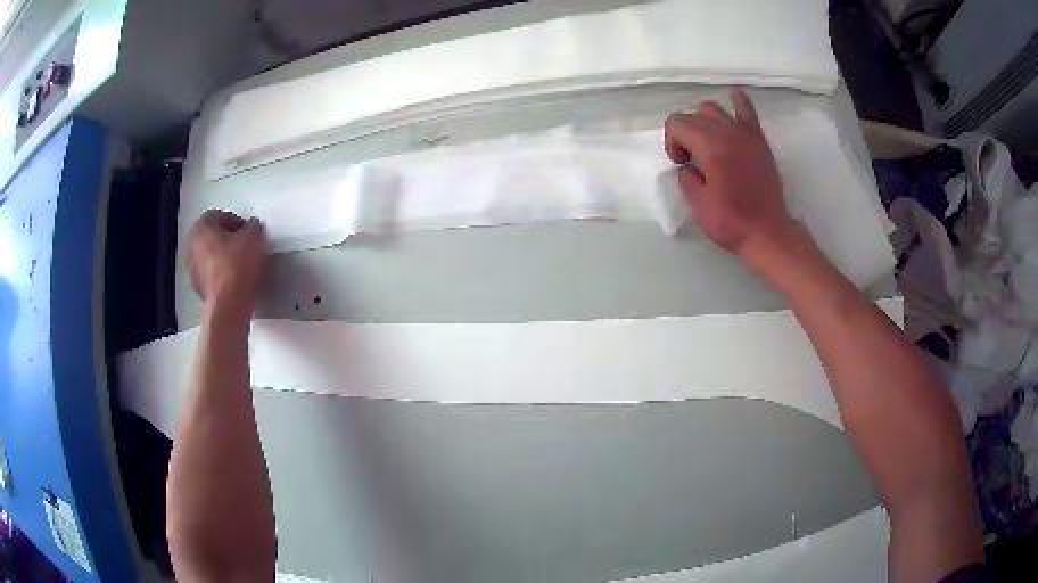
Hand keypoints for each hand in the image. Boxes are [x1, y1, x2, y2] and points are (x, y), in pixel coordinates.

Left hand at [186, 210, 266, 309]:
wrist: (229, 304)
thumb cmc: (236, 265)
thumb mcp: (254, 236)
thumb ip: (253, 227)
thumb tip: (252, 228)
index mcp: (200, 228)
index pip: (218, 216)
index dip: (235, 221)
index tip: (248, 231)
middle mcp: (191, 247)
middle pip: (211, 237)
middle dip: (228, 240)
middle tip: (245, 246)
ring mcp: (192, 271)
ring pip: (211, 258)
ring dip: (224, 259)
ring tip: (243, 265)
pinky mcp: (199, 290)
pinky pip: (212, 276)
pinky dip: (222, 276)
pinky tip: (237, 281)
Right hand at [664, 89, 798, 263]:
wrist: (768, 233)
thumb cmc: (731, 222)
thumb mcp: (697, 204)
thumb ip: (686, 178)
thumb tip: (689, 166)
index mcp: (709, 146)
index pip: (676, 123)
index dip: (672, 143)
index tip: (682, 165)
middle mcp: (726, 131)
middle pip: (693, 114)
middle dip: (684, 133)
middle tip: (692, 160)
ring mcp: (745, 133)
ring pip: (714, 109)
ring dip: (703, 121)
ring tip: (707, 142)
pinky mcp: (758, 140)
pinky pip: (747, 110)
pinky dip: (738, 101)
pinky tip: (733, 98)